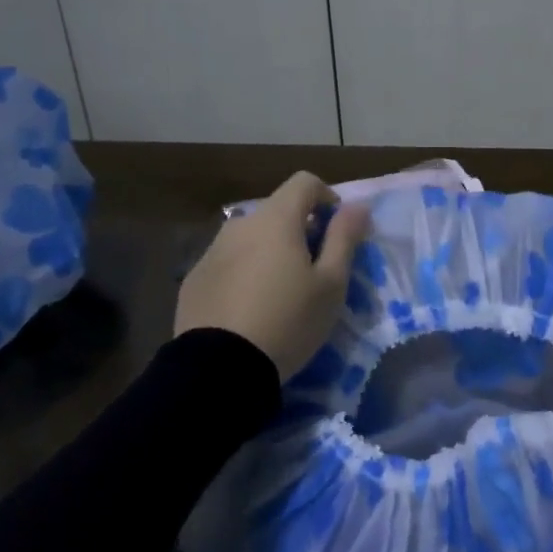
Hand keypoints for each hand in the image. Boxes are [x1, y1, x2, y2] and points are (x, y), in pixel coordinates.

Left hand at [175, 171, 370, 381]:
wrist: (219, 369)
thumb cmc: (288, 321)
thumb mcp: (330, 284)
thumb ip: (344, 238)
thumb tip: (358, 206)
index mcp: (276, 219)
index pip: (305, 182)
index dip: (327, 197)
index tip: (336, 230)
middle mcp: (240, 224)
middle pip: (277, 211)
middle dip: (300, 229)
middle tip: (313, 269)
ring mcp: (212, 250)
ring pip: (251, 237)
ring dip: (270, 250)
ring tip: (280, 291)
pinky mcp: (194, 278)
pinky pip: (228, 262)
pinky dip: (245, 272)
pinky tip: (249, 308)